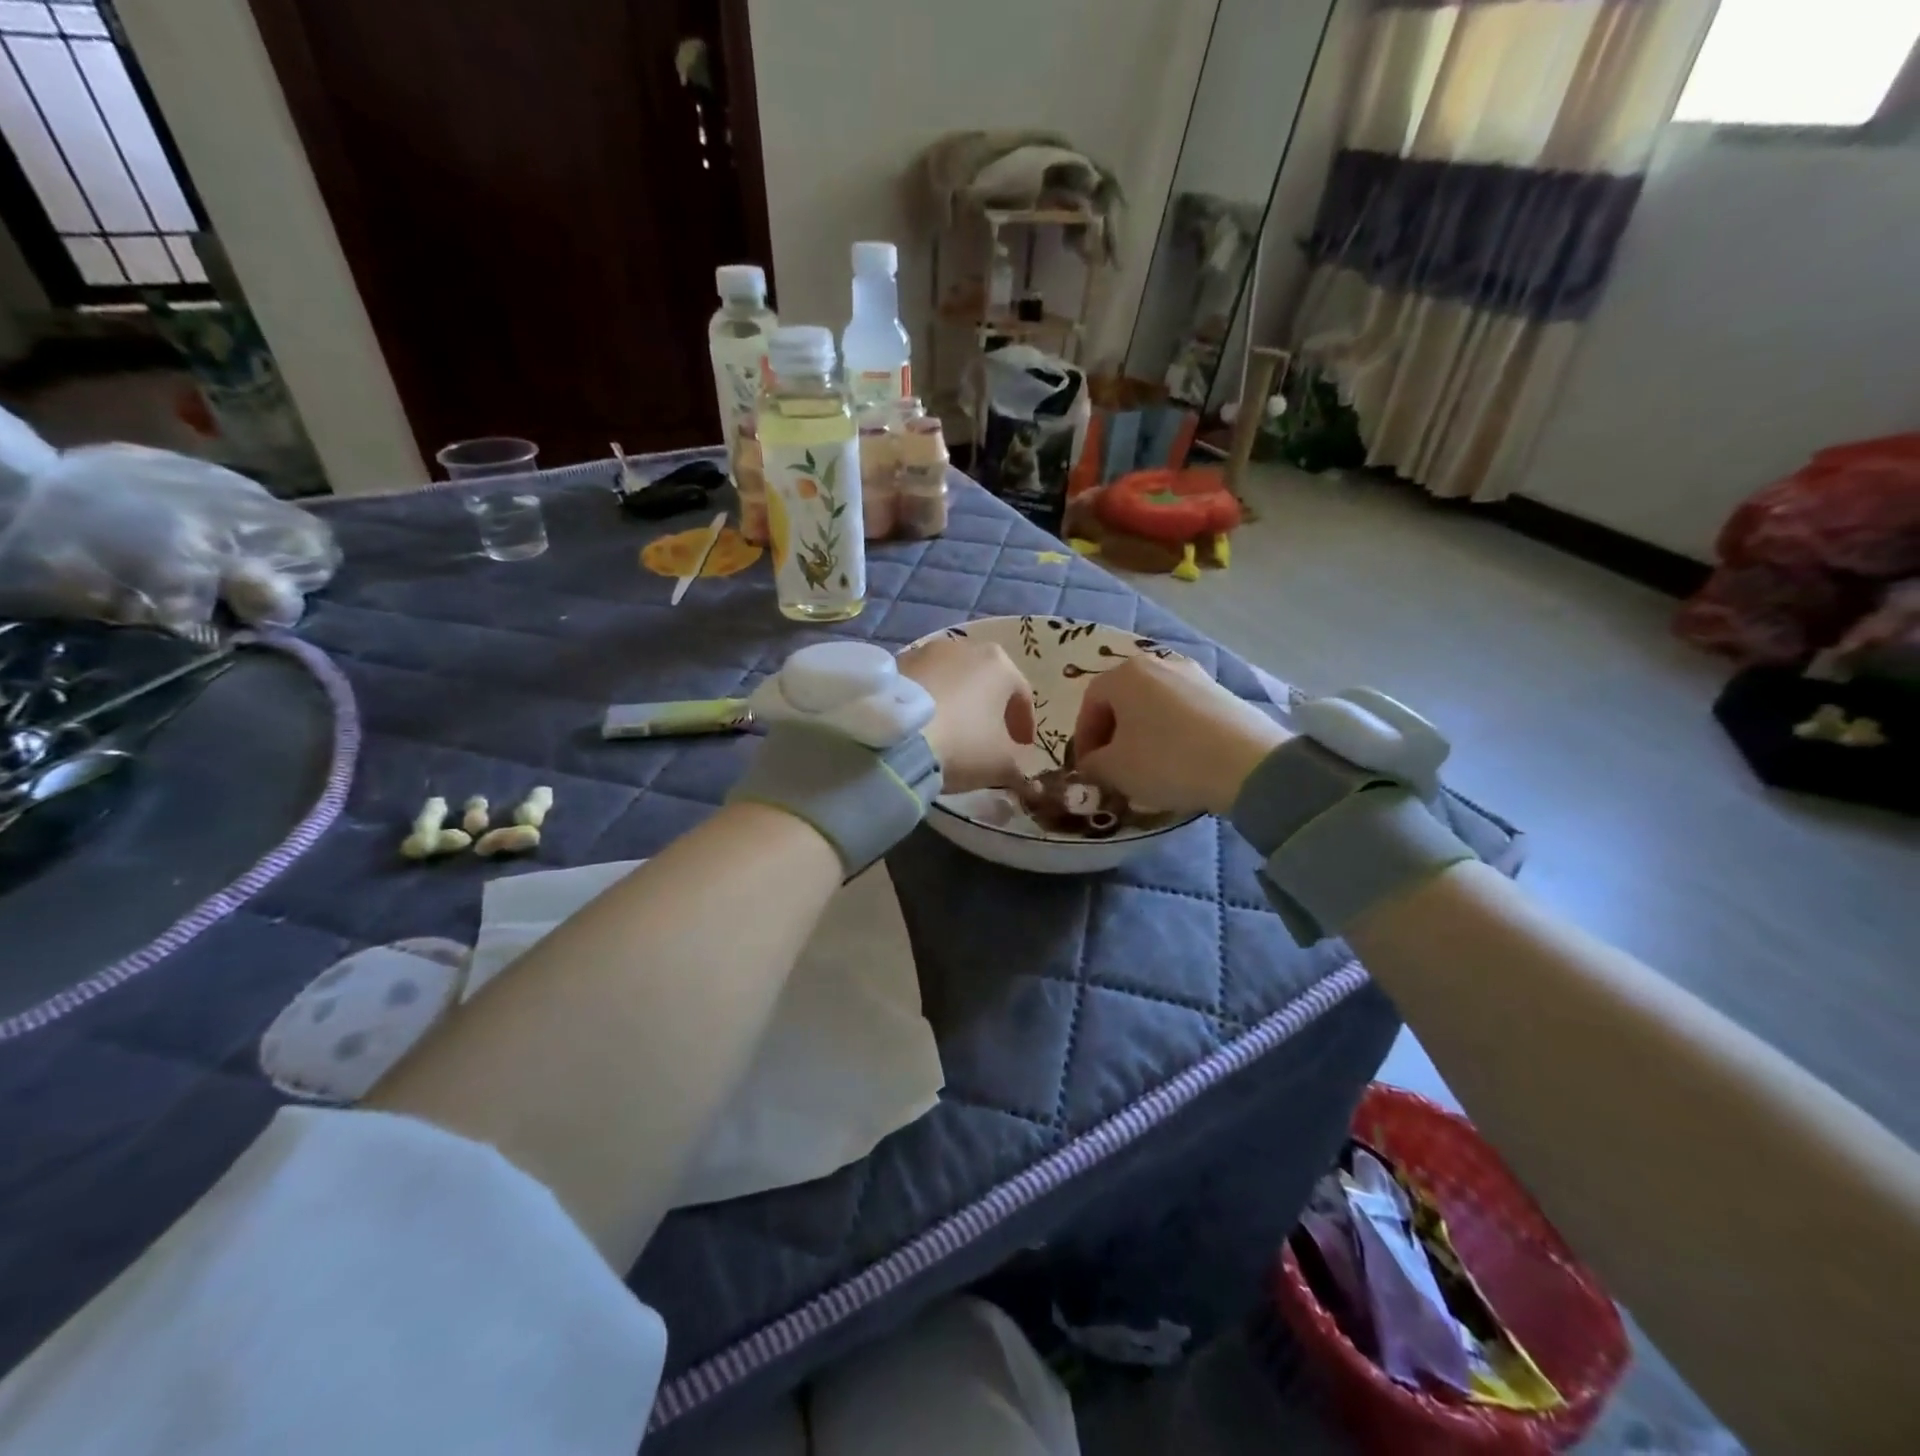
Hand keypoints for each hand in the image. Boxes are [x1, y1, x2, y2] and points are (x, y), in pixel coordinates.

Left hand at [898, 637, 1034, 793]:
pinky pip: (923, 683)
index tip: (1022, 747)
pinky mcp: (895, 662)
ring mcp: (927, 651)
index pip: (1022, 695)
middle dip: (991, 708)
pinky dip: (930, 700)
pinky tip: (926, 724)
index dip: (1024, 725)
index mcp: (1000, 664)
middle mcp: (965, 646)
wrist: (893, 738)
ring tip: (953, 731)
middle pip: (986, 680)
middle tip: (990, 737)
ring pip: (953, 679)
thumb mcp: (1001, 765)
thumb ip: (1019, 767)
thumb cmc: (962, 744)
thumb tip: (1027, 779)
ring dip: (958, 702)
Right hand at [1072, 654, 1288, 816]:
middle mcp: (1158, 664)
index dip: (1083, 738)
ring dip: (1142, 734)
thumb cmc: (1167, 760)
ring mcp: (1195, 676)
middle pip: (1123, 700)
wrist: (1248, 764)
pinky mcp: (1222, 693)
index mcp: (1125, 674)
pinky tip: (1179, 761)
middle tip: (1112, 768)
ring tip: (1147, 768)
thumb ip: (1092, 765)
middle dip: (1112, 735)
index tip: (1085, 768)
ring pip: (1153, 706)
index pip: (1090, 703)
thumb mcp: (1115, 770)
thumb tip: (1090, 765)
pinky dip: (1172, 734)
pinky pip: (1183, 712)